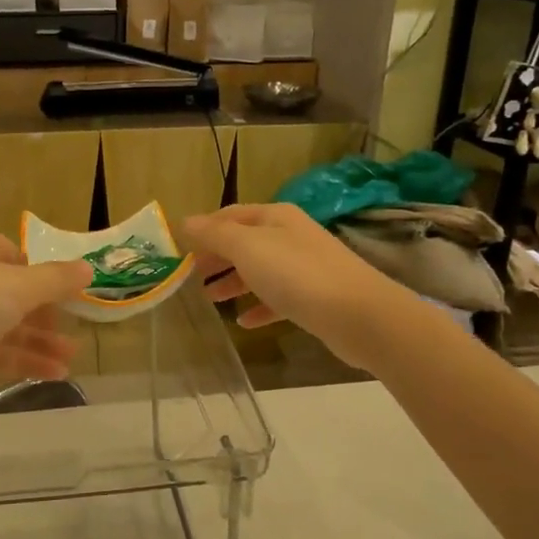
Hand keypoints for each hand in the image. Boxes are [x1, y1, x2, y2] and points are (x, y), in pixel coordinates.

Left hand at [0, 225, 93, 408]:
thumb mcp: (17, 288)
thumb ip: (56, 279)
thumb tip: (88, 267)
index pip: (18, 257)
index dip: (48, 281)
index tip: (74, 304)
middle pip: (11, 295)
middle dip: (45, 320)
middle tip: (75, 342)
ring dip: (35, 345)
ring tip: (69, 366)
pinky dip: (14, 361)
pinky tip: (45, 377)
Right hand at [184, 203, 405, 370]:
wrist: (359, 315)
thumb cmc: (297, 274)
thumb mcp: (248, 248)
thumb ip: (215, 235)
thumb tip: (185, 221)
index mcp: (275, 217)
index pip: (231, 215)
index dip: (204, 229)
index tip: (179, 249)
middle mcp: (291, 236)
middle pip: (245, 242)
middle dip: (217, 257)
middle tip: (190, 276)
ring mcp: (305, 267)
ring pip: (260, 271)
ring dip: (233, 282)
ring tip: (210, 299)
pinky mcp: (314, 298)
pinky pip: (278, 299)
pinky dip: (258, 306)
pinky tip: (244, 322)